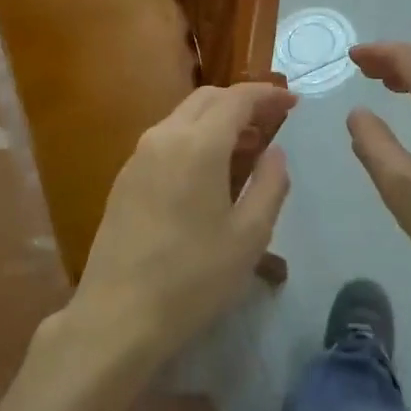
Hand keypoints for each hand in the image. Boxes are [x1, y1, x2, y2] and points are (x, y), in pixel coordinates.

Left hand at [69, 82, 296, 362]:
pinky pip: (166, 139)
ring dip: (217, 120)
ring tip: (246, 148)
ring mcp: (139, 156)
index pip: (238, 99)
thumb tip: (275, 152)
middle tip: (272, 122)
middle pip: (208, 99)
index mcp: (199, 144)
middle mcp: (164, 137)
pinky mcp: (124, 178)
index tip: (292, 102)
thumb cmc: (193, 277)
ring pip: (184, 117)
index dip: (268, 95)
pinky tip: (208, 172)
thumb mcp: (249, 236)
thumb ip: (270, 184)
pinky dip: (194, 138)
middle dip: (242, 102)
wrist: (118, 316)